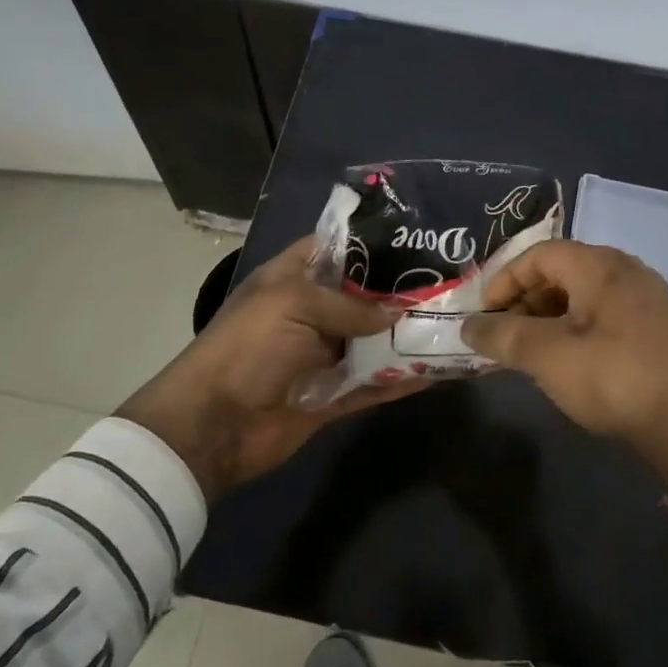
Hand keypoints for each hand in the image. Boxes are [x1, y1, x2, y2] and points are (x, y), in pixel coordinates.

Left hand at [117, 237, 428, 500]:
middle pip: (363, 297)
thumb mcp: (293, 305)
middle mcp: (311, 313)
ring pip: (374, 341)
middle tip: (450, 284)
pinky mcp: (332, 395)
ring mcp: (322, 356)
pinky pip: (374, 384)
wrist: (212, 426)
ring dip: (407, 337)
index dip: (372, 243)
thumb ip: (349, 305)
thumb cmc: (247, 348)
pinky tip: (438, 373)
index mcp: (292, 279)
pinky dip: (401, 380)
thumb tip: (398, 313)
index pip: (336, 249)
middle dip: (401, 292)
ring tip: (455, 325)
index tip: (417, 240)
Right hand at [463, 240, 667, 497]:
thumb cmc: (612, 379)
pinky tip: (566, 355)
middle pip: (561, 269)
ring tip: (528, 347)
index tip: (483, 313)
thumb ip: (503, 336)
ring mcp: (646, 297)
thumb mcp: (547, 356)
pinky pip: (603, 310)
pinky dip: (574, 324)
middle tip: (503, 331)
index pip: (539, 255)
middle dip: (524, 298)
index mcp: (600, 266)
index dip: (504, 279)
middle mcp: (626, 270)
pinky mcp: (656, 325)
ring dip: (548, 313)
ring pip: (582, 292)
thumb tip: (469, 326)